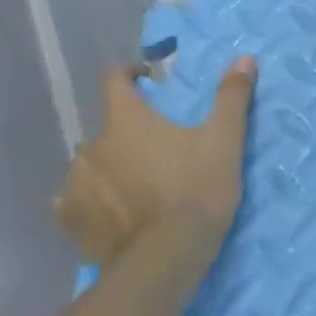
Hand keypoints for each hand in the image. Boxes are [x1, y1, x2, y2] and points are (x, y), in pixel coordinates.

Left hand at [54, 57, 256, 272]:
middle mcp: (91, 146)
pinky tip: (113, 209)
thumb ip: (231, 97)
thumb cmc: (197, 189)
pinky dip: (94, 198)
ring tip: (141, 183)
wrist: (166, 257)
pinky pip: (76, 200)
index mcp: (126, 120)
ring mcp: (75, 184)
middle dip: (131, 130)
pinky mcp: (71, 220)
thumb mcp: (225, 140)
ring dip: (113, 165)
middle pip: (108, 126)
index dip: (131, 73)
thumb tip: (244, 58)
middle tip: (161, 147)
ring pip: (93, 163)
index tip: (151, 81)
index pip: (114, 79)